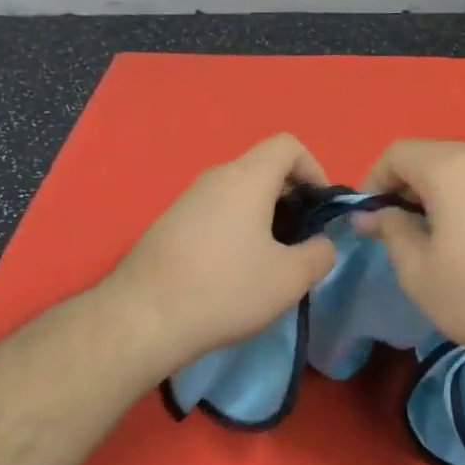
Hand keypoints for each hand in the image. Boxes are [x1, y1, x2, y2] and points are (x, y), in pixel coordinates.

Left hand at [108, 134, 338, 372]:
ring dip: (264, 216)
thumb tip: (321, 244)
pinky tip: (234, 271)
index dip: (314, 169)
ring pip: (238, 193)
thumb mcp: (290, 278)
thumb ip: (320, 253)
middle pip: (263, 168)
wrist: (144, 319)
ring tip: (271, 259)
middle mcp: (214, 178)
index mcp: (246, 178)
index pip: (288, 146)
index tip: (321, 208)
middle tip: (302, 238)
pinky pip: (215, 212)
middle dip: (292, 197)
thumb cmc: (226, 289)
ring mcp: (186, 200)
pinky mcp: (169, 225)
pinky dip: (236, 228)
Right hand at [355, 139, 464, 376]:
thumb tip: (371, 215)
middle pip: (432, 156)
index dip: (374, 181)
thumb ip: (391, 232)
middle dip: (407, 186)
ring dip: (440, 193)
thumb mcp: (419, 272)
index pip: (397, 153)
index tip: (370, 218)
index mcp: (451, 167)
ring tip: (438, 237)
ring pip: (464, 168)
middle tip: (400, 230)